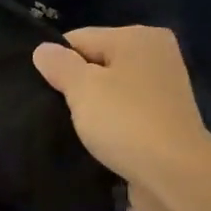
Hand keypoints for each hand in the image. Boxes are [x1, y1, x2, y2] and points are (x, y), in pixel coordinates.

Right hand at [32, 27, 210, 210]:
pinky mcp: (164, 122)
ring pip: (111, 91)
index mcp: (138, 37)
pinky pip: (125, 115)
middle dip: (74, 86)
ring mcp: (163, 90)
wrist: (173, 173)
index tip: (37, 89)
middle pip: (98, 63)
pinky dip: (109, 125)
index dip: (55, 62)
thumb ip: (60, 66)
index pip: (81, 38)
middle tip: (51, 111)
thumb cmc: (126, 122)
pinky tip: (94, 141)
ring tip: (70, 129)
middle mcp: (156, 56)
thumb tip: (42, 50)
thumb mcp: (83, 88)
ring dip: (91, 109)